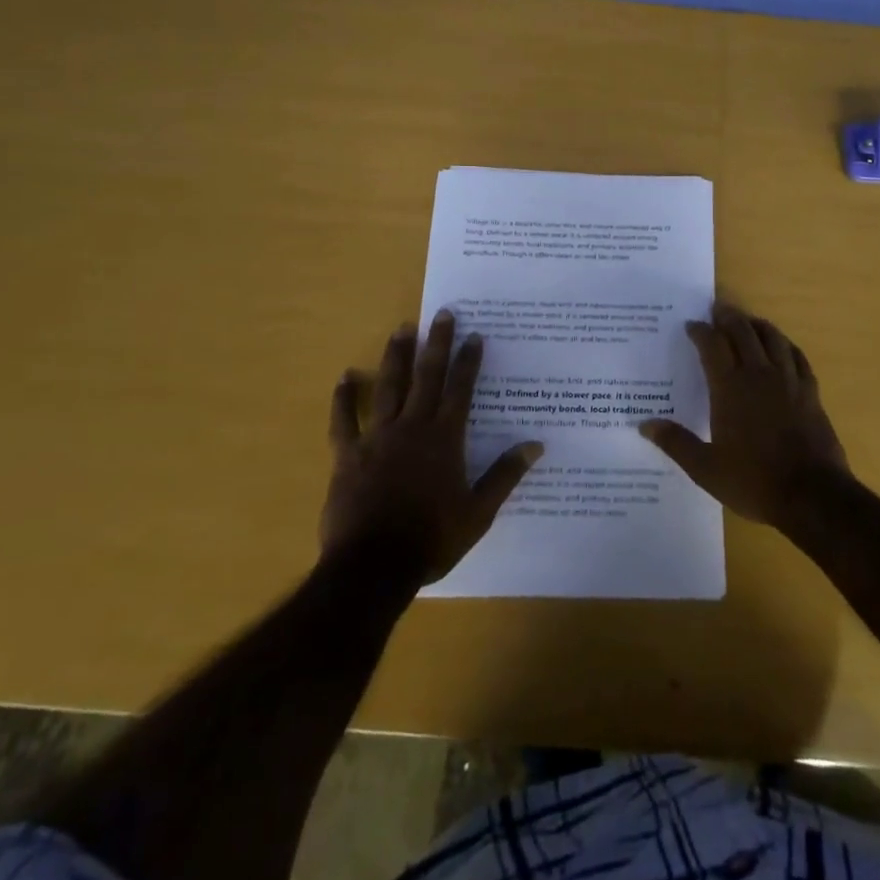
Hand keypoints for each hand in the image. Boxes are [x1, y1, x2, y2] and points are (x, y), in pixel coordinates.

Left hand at [322, 311, 542, 583]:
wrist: (374, 566)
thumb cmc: (432, 538)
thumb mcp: (478, 512)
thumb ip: (505, 475)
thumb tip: (536, 445)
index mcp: (445, 439)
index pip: (461, 390)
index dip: (469, 361)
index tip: (474, 335)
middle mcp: (413, 427)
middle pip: (427, 377)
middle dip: (436, 343)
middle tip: (442, 313)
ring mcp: (377, 438)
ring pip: (389, 387)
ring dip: (396, 356)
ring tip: (402, 329)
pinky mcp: (348, 455)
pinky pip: (344, 421)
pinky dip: (344, 398)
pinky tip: (345, 376)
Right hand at [639, 303, 851, 533]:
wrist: (812, 495)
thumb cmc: (754, 481)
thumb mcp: (706, 468)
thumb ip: (676, 443)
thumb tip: (644, 424)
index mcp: (730, 388)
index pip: (712, 345)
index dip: (701, 331)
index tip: (691, 325)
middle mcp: (759, 375)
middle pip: (743, 332)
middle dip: (728, 317)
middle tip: (718, 309)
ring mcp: (788, 381)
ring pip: (773, 338)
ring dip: (757, 324)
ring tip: (748, 321)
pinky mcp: (811, 392)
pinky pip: (798, 357)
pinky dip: (786, 345)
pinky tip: (783, 347)